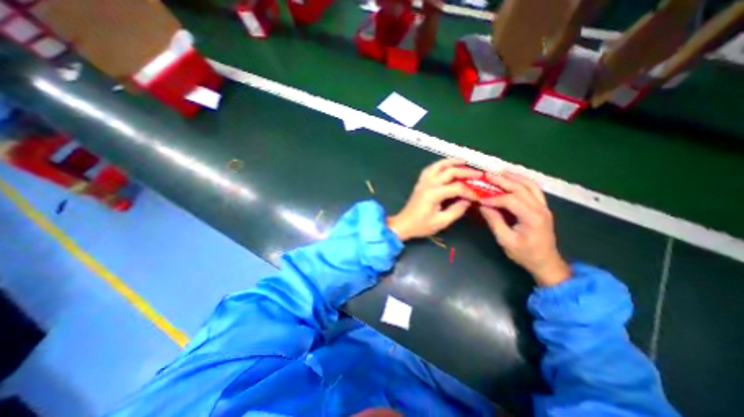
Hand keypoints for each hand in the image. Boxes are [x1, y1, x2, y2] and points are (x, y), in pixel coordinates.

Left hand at [386, 158, 479, 240]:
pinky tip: (445, 166)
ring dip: (451, 162)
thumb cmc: (420, 225)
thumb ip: (456, 211)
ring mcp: (423, 182)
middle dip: (465, 172)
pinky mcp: (420, 183)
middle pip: (449, 172)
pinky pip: (429, 169)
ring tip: (463, 161)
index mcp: (434, 194)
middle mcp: (428, 184)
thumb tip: (467, 201)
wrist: (403, 224)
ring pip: (438, 166)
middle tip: (478, 174)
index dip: (469, 191)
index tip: (478, 196)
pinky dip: (439, 165)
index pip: (457, 187)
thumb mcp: (440, 222)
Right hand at [477, 172, 570, 284]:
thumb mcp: (505, 240)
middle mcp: (540, 208)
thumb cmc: (524, 254)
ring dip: (514, 177)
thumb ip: (494, 220)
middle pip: (520, 188)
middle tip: (487, 175)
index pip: (510, 200)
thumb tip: (482, 205)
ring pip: (530, 185)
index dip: (493, 198)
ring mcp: (544, 206)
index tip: (479, 199)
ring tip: (500, 172)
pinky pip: (534, 189)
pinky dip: (523, 181)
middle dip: (502, 181)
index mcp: (532, 217)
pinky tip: (513, 179)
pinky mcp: (543, 207)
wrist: (546, 262)